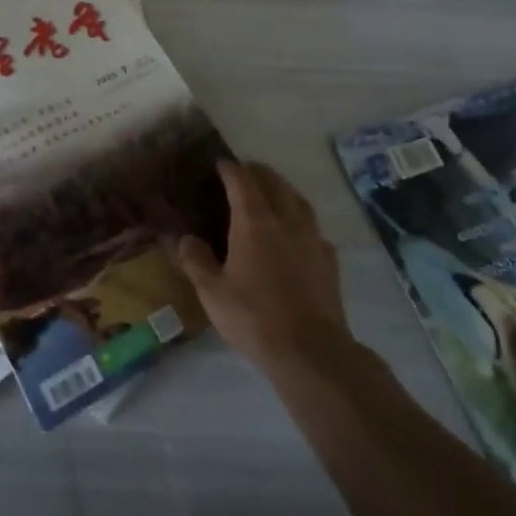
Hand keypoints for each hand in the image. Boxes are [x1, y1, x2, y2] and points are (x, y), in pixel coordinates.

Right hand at [175, 160, 350, 372]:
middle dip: (257, 172)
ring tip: (271, 195)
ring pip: (298, 200)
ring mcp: (312, 238)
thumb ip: (196, 260)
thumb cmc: (254, 317)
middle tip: (243, 174)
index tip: (219, 164)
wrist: (311, 351)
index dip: (229, 168)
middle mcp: (286, 220)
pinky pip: (314, 228)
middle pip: (274, 182)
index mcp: (253, 221)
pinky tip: (296, 236)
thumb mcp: (212, 292)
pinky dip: (301, 221)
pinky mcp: (329, 259)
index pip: (241, 180)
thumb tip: (186, 239)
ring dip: (282, 190)